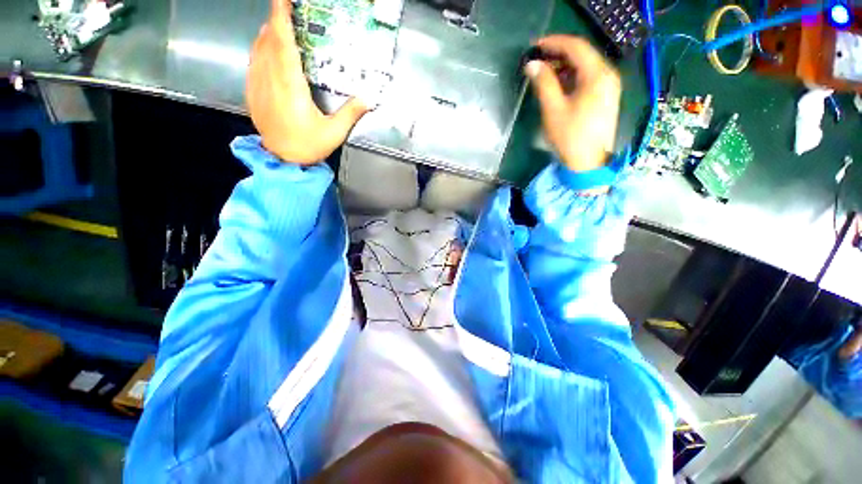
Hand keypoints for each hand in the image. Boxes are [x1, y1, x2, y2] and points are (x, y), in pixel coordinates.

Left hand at [247, 0, 369, 163]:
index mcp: (290, 87)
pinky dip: (260, 49)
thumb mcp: (334, 132)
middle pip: (269, 41)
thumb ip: (351, 113)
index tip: (283, 1)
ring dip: (268, 33)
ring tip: (280, 26)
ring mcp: (257, 85)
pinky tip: (268, 48)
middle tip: (288, 12)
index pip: (283, 44)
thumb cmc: (308, 146)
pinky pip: (253, 62)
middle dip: (277, 22)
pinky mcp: (252, 92)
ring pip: (258, 49)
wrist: (282, 160)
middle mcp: (270, 80)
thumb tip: (369, 98)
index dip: (282, 19)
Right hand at [525, 36, 621, 172]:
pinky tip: (557, 84)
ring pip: (585, 67)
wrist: (588, 163)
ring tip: (543, 72)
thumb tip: (532, 65)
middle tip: (537, 60)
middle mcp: (607, 75)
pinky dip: (571, 77)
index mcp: (597, 75)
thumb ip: (544, 84)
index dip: (554, 42)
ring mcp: (608, 86)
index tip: (535, 45)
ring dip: (564, 66)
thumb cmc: (570, 137)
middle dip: (558, 54)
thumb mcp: (553, 110)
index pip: (576, 47)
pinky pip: (587, 79)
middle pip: (582, 55)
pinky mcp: (605, 97)